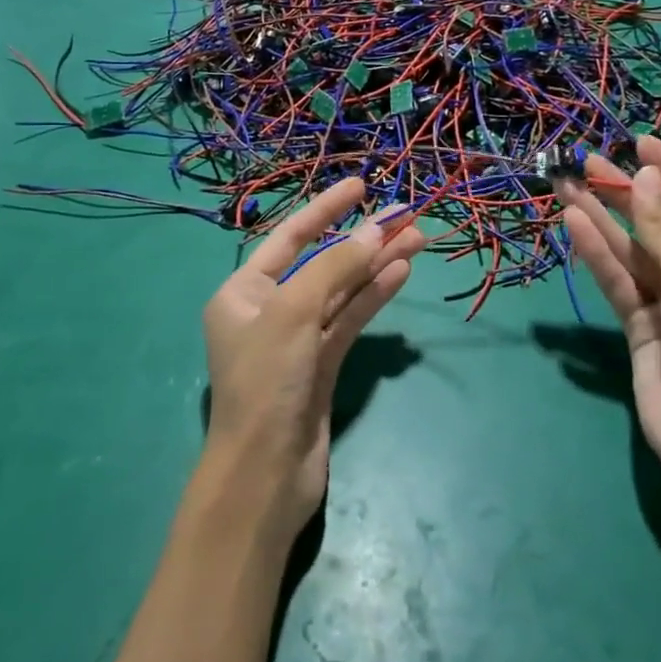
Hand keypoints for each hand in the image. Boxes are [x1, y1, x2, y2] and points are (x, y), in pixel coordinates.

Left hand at [201, 178, 424, 544]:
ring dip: (377, 266)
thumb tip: (375, 233)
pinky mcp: (322, 364)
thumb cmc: (266, 383)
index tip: (360, 186)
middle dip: (362, 240)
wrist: (266, 475)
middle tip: (406, 215)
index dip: (326, 209)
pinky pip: (350, 319)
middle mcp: (268, 309)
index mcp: (243, 292)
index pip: (290, 237)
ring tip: (417, 240)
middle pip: (322, 262)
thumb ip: (335, 268)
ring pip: (342, 291)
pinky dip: (374, 297)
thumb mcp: (294, 314)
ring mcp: (298, 338)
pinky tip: (401, 273)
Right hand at [558, 136, 660, 494]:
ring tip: (567, 185)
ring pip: (631, 252)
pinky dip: (596, 254)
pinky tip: (573, 224)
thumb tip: (643, 176)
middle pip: (659, 226)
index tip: (641, 143)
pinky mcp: (640, 328)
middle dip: (625, 195)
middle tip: (588, 162)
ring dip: (601, 220)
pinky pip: (617, 282)